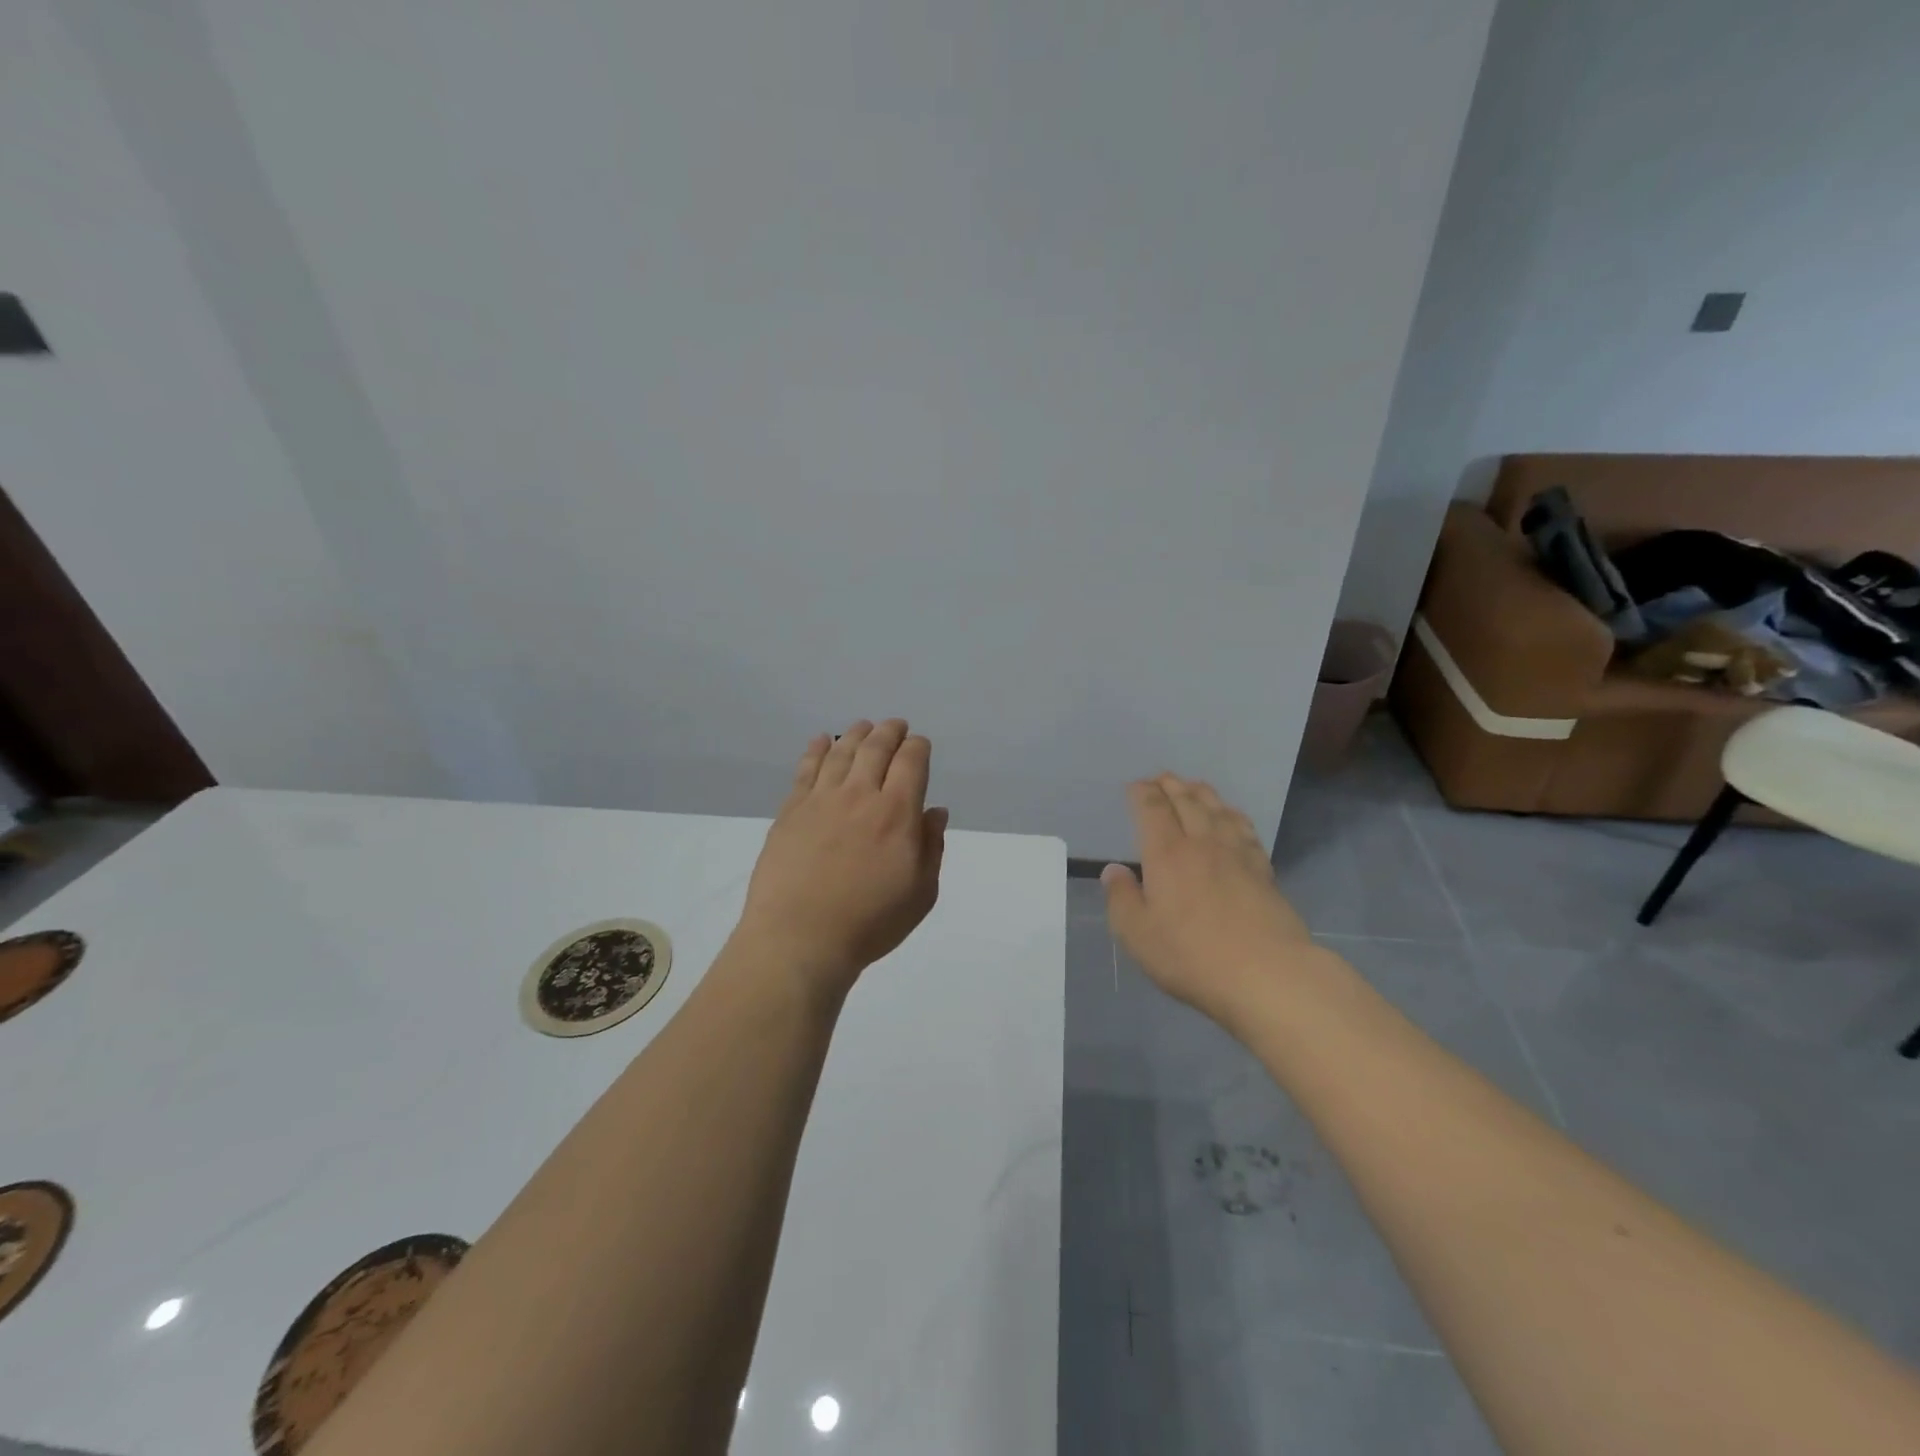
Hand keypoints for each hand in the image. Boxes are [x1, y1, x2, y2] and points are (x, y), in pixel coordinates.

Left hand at [736, 720, 948, 1005]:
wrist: (800, 938)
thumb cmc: (869, 922)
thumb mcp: (921, 894)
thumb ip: (931, 847)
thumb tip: (934, 812)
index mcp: (897, 813)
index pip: (911, 762)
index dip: (918, 747)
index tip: (920, 745)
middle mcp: (860, 795)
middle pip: (876, 748)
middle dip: (890, 732)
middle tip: (896, 726)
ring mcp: (821, 799)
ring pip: (841, 752)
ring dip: (856, 734)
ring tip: (864, 727)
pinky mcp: (791, 810)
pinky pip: (806, 769)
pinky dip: (816, 749)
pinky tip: (821, 741)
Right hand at [1102, 774, 1314, 1025]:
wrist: (1267, 975)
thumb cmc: (1192, 956)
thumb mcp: (1137, 935)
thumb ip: (1121, 899)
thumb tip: (1114, 870)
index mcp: (1167, 854)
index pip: (1152, 810)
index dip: (1142, 793)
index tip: (1135, 786)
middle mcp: (1202, 844)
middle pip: (1187, 802)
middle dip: (1171, 786)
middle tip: (1162, 777)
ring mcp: (1237, 855)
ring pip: (1218, 811)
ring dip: (1203, 794)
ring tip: (1194, 786)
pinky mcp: (1264, 871)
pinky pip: (1245, 830)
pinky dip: (1234, 816)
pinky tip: (1233, 818)